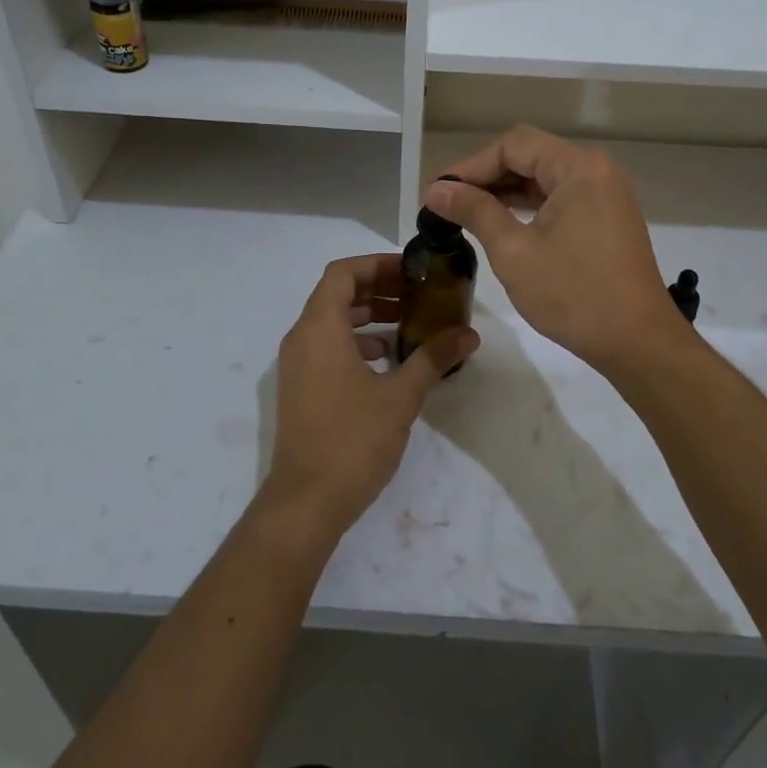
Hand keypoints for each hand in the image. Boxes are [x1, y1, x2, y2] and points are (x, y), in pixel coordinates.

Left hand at [263, 255, 478, 539]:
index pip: (342, 273)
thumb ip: (433, 358)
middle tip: (419, 294)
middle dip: (379, 289)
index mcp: (319, 329)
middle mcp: (301, 339)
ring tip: (411, 323)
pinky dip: (357, 342)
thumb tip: (469, 334)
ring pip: (332, 322)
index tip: (411, 271)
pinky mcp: (301, 388)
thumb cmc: (352, 440)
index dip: (376, 265)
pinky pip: (328, 347)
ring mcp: (297, 365)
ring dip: (369, 316)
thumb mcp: (401, 396)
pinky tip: (390, 360)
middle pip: (337, 295)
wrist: (306, 502)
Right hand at [425, 126, 683, 374]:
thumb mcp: (514, 252)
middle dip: (487, 177)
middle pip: (530, 156)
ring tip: (466, 214)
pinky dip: (529, 207)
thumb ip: (474, 212)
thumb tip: (436, 190)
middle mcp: (597, 170)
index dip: (471, 166)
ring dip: (506, 192)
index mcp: (579, 168)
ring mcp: (606, 194)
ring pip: (544, 178)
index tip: (439, 193)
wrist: (638, 343)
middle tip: (447, 204)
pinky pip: (560, 198)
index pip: (513, 146)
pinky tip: (502, 224)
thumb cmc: (574, 295)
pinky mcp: (608, 218)